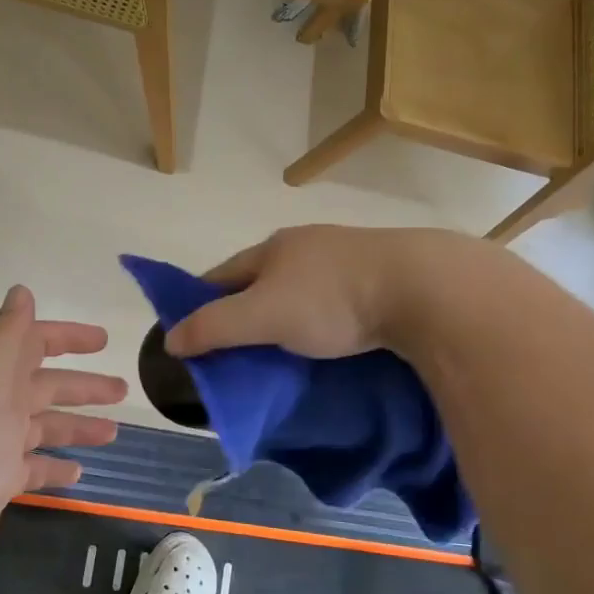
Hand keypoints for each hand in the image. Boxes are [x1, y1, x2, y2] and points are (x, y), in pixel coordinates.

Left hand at [0, 286, 125, 593]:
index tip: (103, 341)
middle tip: (123, 390)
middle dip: (82, 386)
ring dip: (76, 426)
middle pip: (43, 388)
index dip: (66, 338)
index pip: (31, 346)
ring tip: (112, 433)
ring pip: (43, 428)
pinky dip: (56, 466)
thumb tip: (22, 291)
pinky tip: (79, 472)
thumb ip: (6, 339)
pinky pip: (34, 469)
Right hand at [164, 226, 477, 360]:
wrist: (423, 288)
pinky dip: (321, 318)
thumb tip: (171, 339)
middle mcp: (307, 245)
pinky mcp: (381, 276)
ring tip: (281, 348)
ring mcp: (346, 257)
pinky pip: (335, 298)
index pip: (221, 274)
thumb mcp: (262, 316)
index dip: (201, 301)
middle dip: (245, 308)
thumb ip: (214, 327)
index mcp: (274, 248)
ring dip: (286, 313)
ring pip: (301, 288)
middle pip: (261, 279)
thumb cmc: (330, 298)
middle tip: (237, 348)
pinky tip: (328, 337)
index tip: (191, 333)